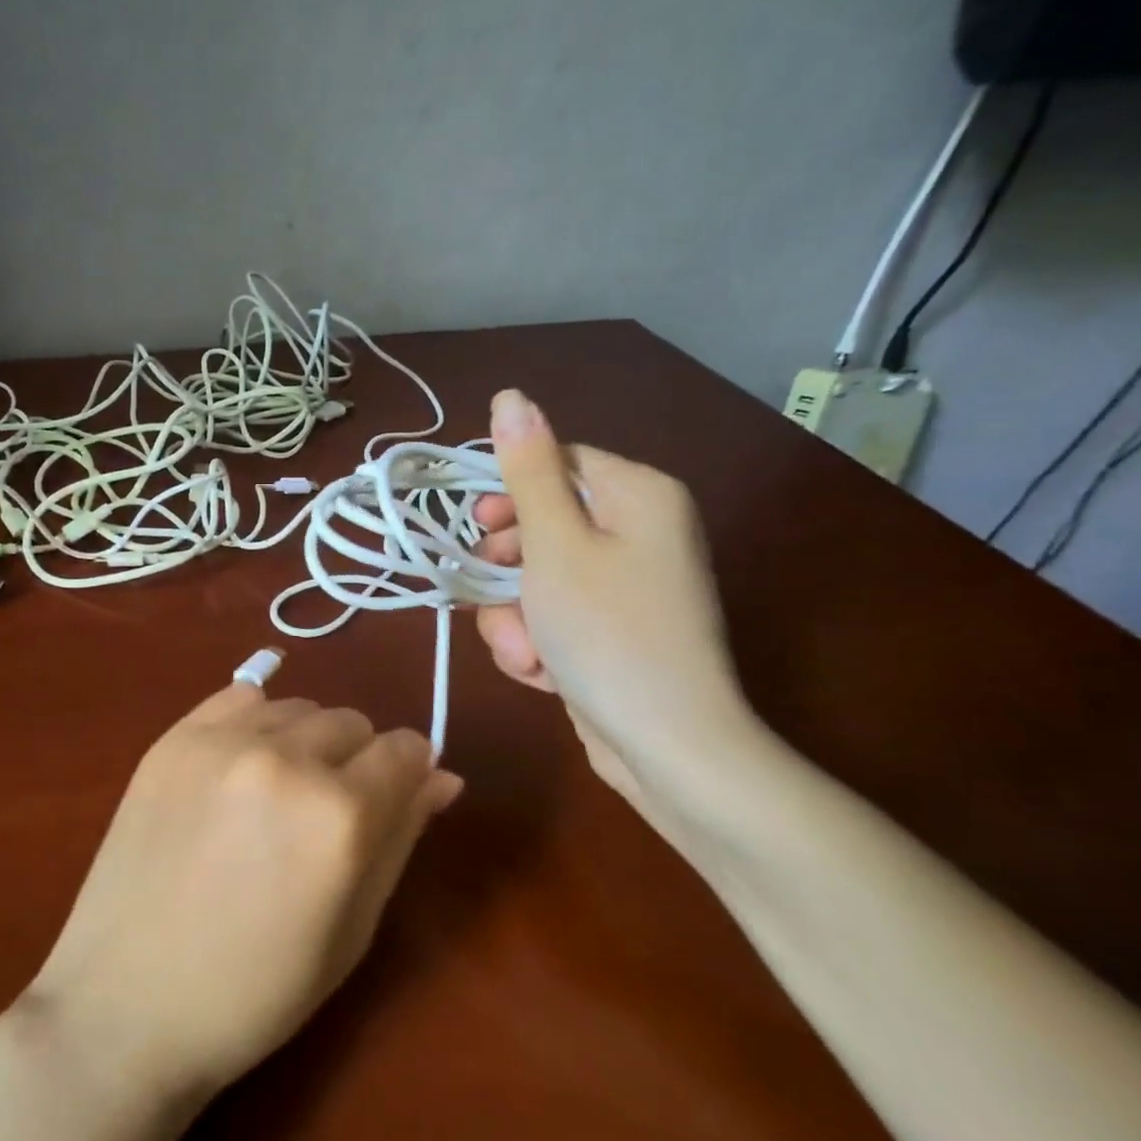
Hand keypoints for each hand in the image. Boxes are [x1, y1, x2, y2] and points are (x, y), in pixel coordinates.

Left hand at [24, 684, 462, 1101]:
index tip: (393, 799)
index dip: (408, 774)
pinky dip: (255, 723)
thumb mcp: (352, 930)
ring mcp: (220, 742)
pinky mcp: (172, 738)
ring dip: (305, 741)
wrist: (126, 1003)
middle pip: (352, 722)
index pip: (405, 750)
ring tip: (276, 796)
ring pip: (298, 708)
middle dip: (356, 760)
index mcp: (340, 816)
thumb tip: (442, 776)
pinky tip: (241, 767)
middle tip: (325, 815)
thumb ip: (400, 839)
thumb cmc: (255, 991)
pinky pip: (239, 697)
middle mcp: (284, 760)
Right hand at [472, 389, 748, 808]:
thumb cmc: (607, 631)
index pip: (559, 465)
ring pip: (540, 579)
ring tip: (524, 653)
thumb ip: (528, 471)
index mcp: (639, 497)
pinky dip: (539, 642)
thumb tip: (511, 396)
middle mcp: (641, 533)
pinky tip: (541, 673)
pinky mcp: (613, 631)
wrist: (666, 744)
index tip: (474, 529)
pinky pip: (557, 616)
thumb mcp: (555, 545)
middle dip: (508, 570)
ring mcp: (629, 587)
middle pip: (545, 525)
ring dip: (516, 616)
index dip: (509, 496)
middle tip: (491, 592)